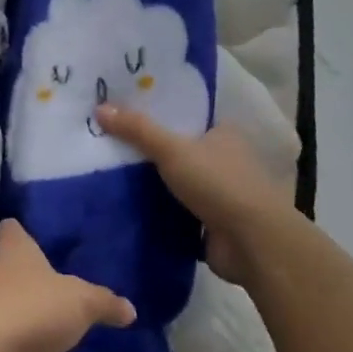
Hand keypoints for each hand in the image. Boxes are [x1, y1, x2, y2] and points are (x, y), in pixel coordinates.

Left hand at [0, 221, 135, 351]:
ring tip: (35, 337)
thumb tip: (129, 308)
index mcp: (13, 251)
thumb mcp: (81, 303)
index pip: (10, 228)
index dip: (19, 232)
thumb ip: (104, 303)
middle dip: (17, 278)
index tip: (30, 240)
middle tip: (44, 293)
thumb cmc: (32, 309)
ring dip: (9, 321)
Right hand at [95, 106, 293, 285]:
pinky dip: (160, 208)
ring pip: (179, 180)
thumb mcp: (171, 149)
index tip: (125, 111)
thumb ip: (137, 129)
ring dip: (154, 181)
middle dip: (150, 148)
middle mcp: (226, 159)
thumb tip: (100, 107)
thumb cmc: (218, 183)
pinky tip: (129, 203)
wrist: (253, 244)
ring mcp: (222, 193)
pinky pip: (179, 209)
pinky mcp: (214, 222)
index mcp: (224, 133)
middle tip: (109, 140)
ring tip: (110, 170)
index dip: (158, 112)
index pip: (186, 115)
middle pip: (179, 147)